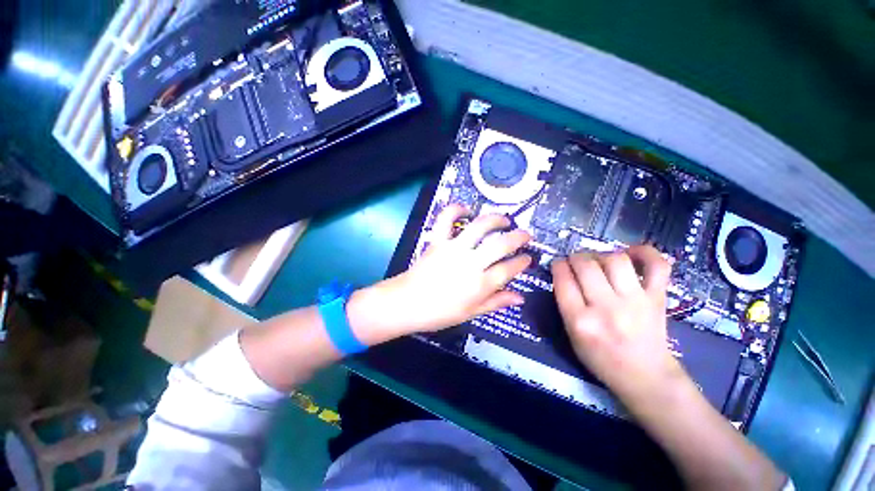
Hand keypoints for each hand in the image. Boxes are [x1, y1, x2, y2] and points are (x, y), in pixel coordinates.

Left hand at [349, 205, 531, 339]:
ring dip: (495, 219)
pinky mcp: (437, 240)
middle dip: (518, 237)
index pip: (510, 269)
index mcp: (480, 284)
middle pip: (501, 244)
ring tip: (504, 219)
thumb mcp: (472, 312)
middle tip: (525, 234)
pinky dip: (456, 209)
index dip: (523, 262)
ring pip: (479, 227)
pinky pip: (446, 218)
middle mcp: (470, 263)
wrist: (407, 303)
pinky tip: (466, 209)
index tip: (528, 258)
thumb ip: (497, 302)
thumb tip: (520, 297)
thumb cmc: (440, 312)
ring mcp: (453, 248)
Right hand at [551, 246, 687, 405]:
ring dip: (601, 254)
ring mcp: (636, 302)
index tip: (558, 264)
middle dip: (575, 257)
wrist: (646, 376)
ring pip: (615, 260)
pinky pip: (657, 265)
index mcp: (580, 321)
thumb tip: (565, 274)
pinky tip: (631, 254)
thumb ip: (565, 304)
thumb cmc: (601, 359)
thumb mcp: (571, 336)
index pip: (563, 280)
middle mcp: (607, 308)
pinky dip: (645, 253)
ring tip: (599, 260)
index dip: (558, 266)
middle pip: (586, 265)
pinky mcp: (658, 298)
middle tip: (575, 261)